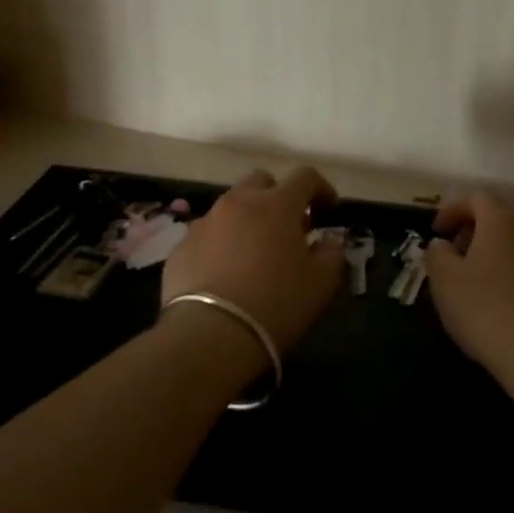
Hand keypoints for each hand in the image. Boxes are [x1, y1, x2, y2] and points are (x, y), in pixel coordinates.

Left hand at [161, 166, 345, 352]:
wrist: (209, 335)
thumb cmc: (276, 304)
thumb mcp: (321, 283)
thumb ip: (332, 253)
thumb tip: (329, 241)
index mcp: (277, 204)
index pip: (305, 176)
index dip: (321, 189)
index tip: (327, 211)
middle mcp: (239, 202)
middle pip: (262, 182)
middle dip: (278, 196)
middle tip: (288, 227)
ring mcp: (205, 222)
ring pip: (231, 207)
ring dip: (247, 220)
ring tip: (254, 253)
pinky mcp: (182, 246)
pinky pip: (208, 235)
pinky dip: (221, 244)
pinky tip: (226, 274)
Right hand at [425, 191, 513, 399]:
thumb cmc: (486, 310)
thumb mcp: (445, 282)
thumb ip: (437, 254)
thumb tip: (442, 244)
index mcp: (501, 218)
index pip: (475, 198)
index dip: (452, 209)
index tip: (437, 231)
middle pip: (506, 206)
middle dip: (482, 218)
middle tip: (463, 242)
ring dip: (505, 238)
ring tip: (486, 266)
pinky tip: (511, 288)